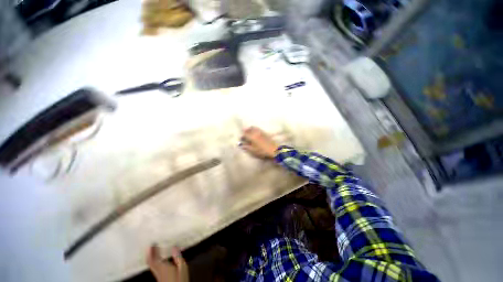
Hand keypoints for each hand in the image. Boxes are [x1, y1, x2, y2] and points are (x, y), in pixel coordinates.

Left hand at [147, 245, 188, 281]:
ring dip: (152, 257)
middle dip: (150, 253)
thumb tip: (174, 246)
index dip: (150, 252)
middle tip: (151, 245)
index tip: (151, 243)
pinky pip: (155, 268)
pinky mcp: (160, 278)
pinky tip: (160, 260)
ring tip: (155, 250)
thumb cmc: (180, 279)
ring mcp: (158, 276)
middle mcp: (158, 271)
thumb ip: (177, 257)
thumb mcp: (182, 267)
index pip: (152, 259)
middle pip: (150, 262)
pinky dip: (155, 261)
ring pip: (152, 265)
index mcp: (162, 267)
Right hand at [240, 126, 278, 158]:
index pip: (245, 134)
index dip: (242, 136)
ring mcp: (261, 132)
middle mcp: (256, 132)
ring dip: (250, 129)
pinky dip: (255, 130)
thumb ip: (246, 147)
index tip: (241, 139)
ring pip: (254, 128)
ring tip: (249, 133)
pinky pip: (258, 129)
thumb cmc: (262, 151)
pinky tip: (256, 134)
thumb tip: (241, 145)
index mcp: (252, 136)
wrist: (274, 149)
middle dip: (246, 131)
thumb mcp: (253, 150)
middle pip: (249, 129)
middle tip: (244, 134)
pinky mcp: (265, 133)